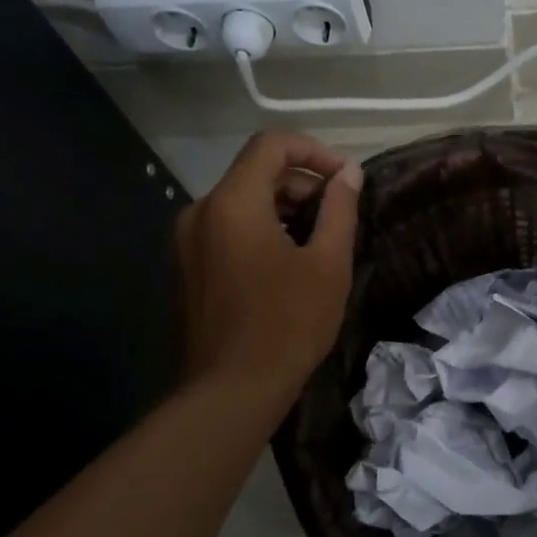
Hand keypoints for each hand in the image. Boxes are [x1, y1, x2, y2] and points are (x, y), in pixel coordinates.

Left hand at [176, 131, 361, 404]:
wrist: (230, 391)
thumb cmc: (288, 323)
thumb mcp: (328, 263)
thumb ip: (339, 209)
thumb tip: (349, 173)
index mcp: (233, 202)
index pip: (272, 145)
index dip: (315, 151)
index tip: (345, 179)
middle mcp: (201, 211)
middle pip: (256, 172)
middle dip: (302, 184)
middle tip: (338, 215)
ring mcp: (187, 241)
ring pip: (242, 202)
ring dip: (284, 208)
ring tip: (319, 242)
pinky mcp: (187, 267)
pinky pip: (227, 229)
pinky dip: (261, 230)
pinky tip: (288, 264)